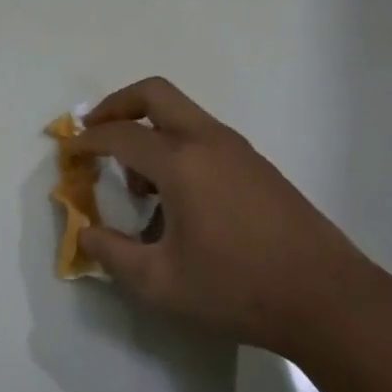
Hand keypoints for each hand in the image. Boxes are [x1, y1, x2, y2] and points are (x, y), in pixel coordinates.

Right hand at [70, 78, 391, 362]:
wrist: (325, 297)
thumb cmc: (235, 289)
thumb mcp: (159, 282)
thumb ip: (112, 254)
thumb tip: (86, 233)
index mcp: (181, 162)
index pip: (120, 136)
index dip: (86, 142)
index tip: (67, 153)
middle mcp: (209, 141)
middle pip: (155, 94)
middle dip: (117, 106)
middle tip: (94, 134)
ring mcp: (239, 150)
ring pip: (183, 116)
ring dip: (150, 132)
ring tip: (138, 187)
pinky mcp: (258, 166)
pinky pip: (205, 138)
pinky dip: (177, 148)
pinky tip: (178, 199)